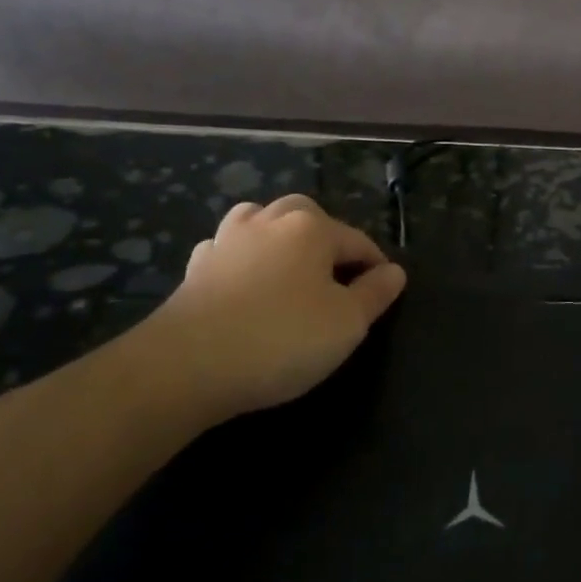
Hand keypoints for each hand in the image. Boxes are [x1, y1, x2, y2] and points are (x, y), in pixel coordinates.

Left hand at [133, 195, 406, 430]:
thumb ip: (375, 294)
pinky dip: (241, 257)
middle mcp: (269, 222)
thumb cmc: (281, 338)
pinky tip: (243, 279)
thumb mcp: (347, 323)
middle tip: (337, 275)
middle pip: (307, 215)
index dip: (376, 266)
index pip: (357, 241)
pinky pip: (226, 249)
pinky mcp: (195, 269)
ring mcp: (226, 241)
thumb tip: (395, 272)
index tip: (384, 292)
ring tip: (289, 265)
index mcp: (311, 228)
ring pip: (260, 220)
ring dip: (279, 235)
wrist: (185, 366)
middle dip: (327, 238)